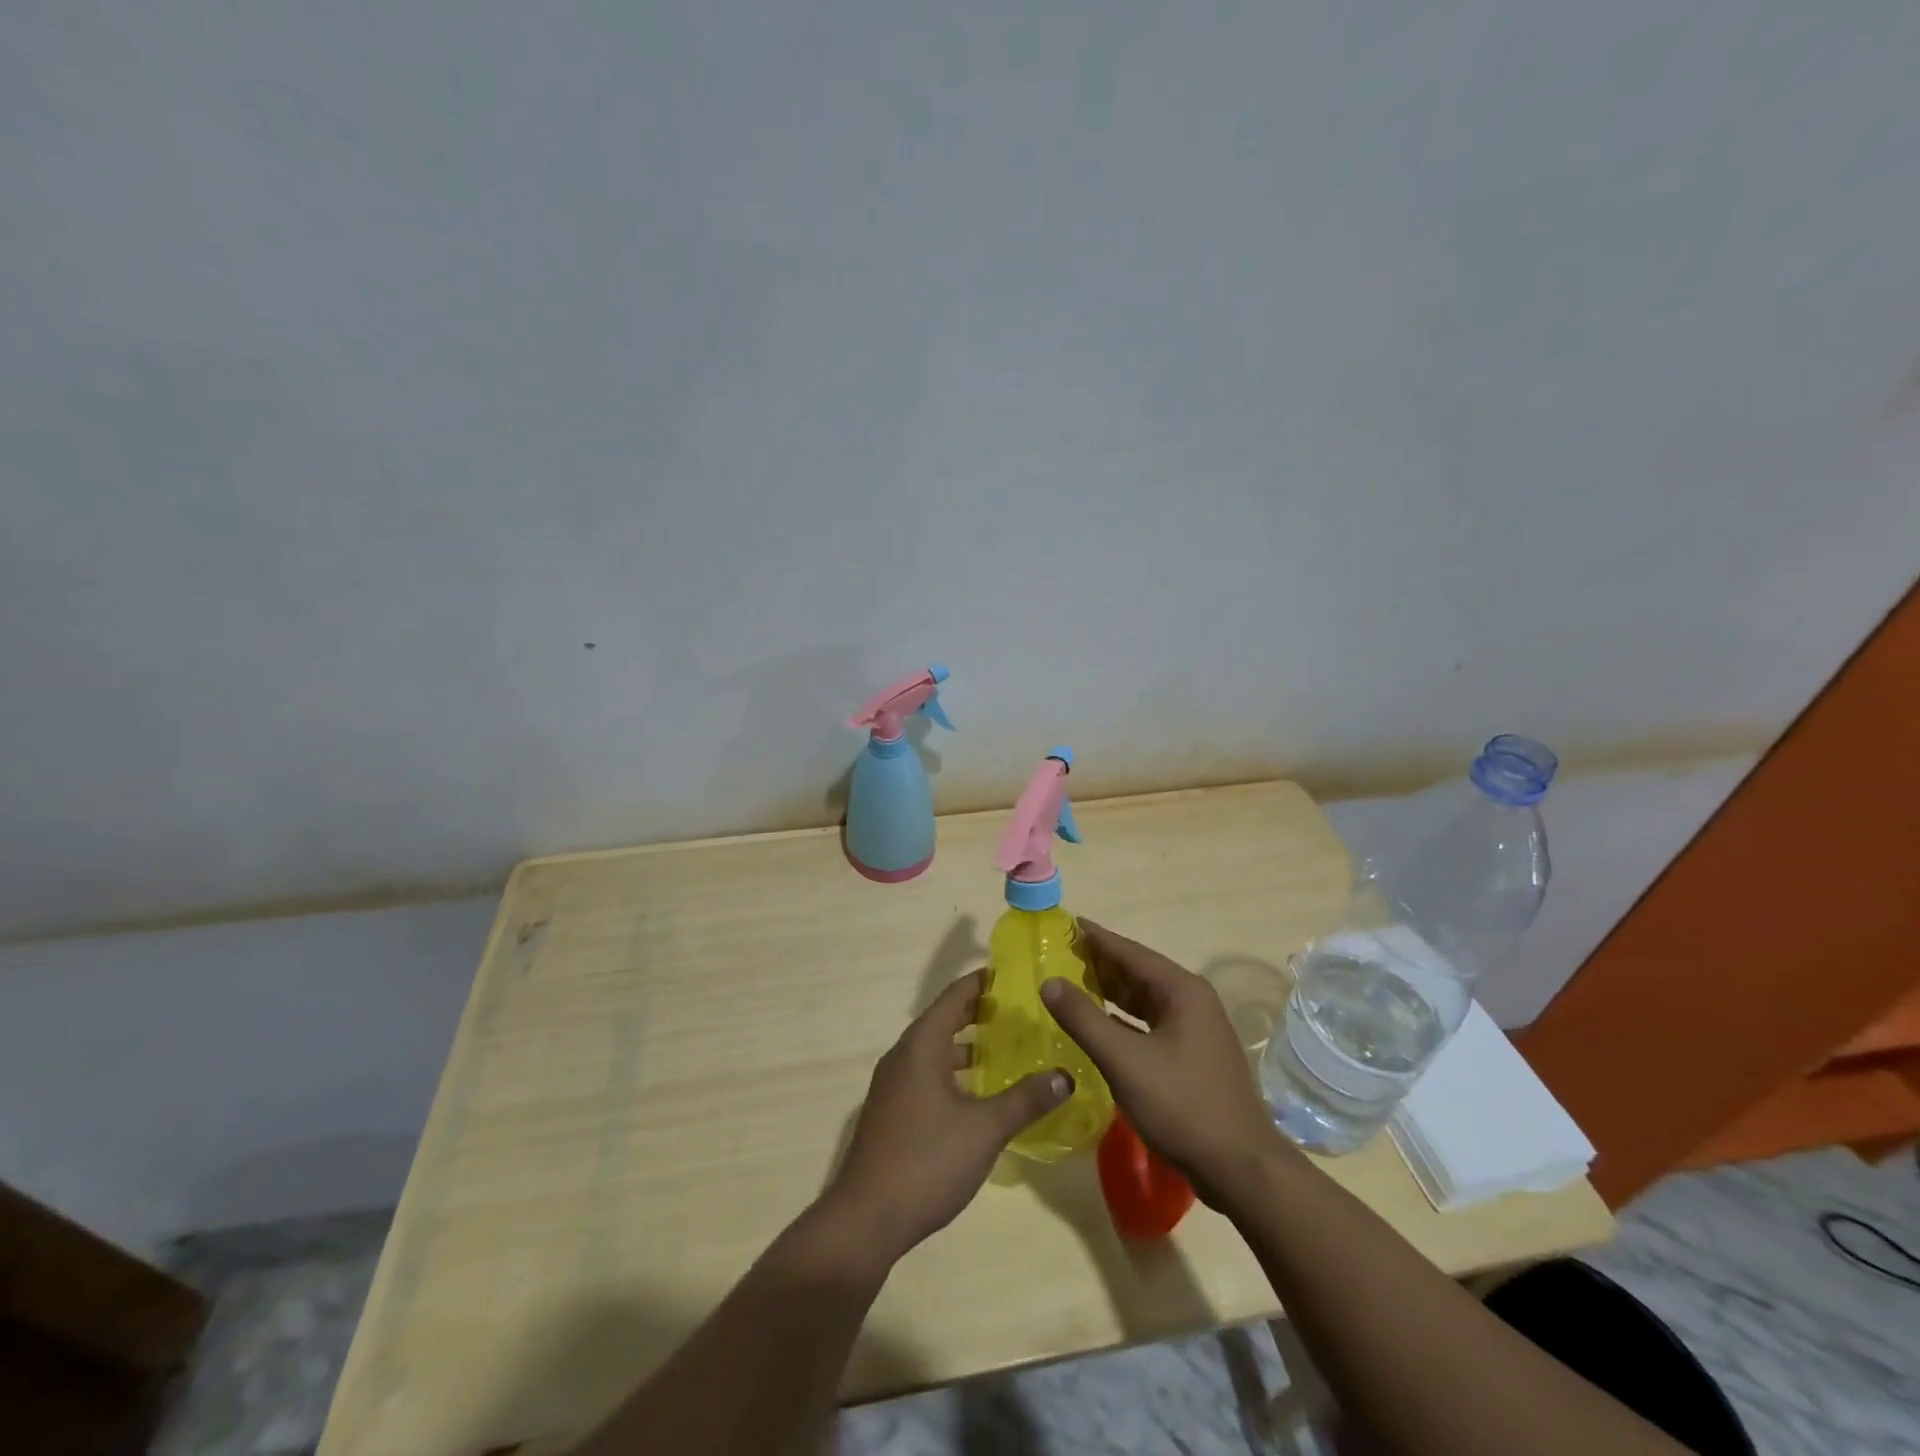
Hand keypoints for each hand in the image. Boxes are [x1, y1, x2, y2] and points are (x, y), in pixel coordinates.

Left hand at [822, 969, 1071, 1265]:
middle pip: (944, 1020)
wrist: (866, 1219)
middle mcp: (903, 1055)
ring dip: (967, 1046)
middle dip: (979, 1014)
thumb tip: (1066, 1076)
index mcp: (921, 1045)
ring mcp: (893, 1085)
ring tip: (1007, 1050)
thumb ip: (1026, 1099)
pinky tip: (979, 1096)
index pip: (954, 997)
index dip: (982, 982)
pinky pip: (926, 1075)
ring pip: (935, 1051)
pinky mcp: (891, 1112)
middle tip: (1020, 1012)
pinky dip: (954, 1072)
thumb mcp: (985, 1129)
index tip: (1013, 974)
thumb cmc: (927, 1161)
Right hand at [1041, 921, 1286, 1209]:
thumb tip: (1049, 982)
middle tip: (1060, 953)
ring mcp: (1195, 1030)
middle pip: (1138, 972)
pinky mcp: (1191, 1056)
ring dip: (1110, 991)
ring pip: (1144, 1000)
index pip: (1130, 952)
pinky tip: (1098, 1025)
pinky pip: (1149, 1024)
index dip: (1096, 938)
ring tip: (1072, 982)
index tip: (1066, 923)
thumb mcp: (1124, 1060)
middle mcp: (1192, 1001)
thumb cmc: (1182, 1106)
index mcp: (1182, 991)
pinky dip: (1122, 1019)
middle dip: (1100, 963)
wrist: (1240, 1169)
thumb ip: (1084, 1019)